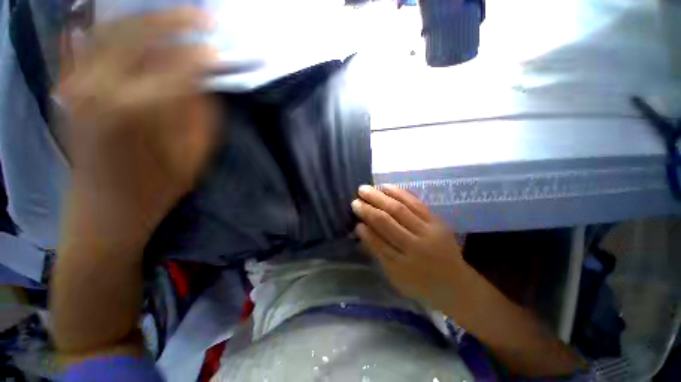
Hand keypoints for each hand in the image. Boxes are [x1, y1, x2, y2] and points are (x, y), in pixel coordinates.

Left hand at [59, 8, 216, 253]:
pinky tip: (125, 21)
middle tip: (201, 16)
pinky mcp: (69, 90)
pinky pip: (85, 44)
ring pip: (110, 30)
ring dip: (143, 18)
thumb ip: (200, 114)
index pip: (178, 64)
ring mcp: (78, 85)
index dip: (202, 53)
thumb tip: (204, 80)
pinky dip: (107, 27)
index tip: (220, 47)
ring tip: (171, 16)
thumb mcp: (193, 158)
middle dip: (173, 19)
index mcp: (138, 111)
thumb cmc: (156, 189)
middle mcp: (101, 87)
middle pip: (137, 32)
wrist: (105, 212)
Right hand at [351, 185, 469, 309]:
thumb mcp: (395, 277)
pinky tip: (386, 187)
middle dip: (368, 209)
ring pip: (399, 209)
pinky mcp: (436, 221)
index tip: (355, 220)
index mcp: (402, 265)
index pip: (378, 242)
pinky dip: (399, 193)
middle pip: (386, 222)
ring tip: (365, 189)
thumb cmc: (420, 283)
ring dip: (379, 197)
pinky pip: (415, 203)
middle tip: (355, 200)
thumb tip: (361, 229)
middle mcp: (415, 246)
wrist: (455, 283)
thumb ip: (378, 253)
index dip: (365, 230)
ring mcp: (428, 231)